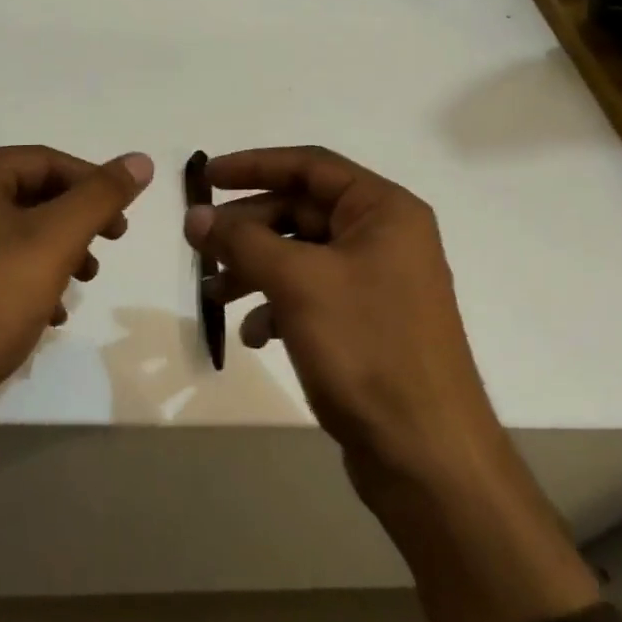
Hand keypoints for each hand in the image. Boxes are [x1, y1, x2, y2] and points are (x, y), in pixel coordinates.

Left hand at [0, 146, 152, 542]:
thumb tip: (141, 159)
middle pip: (32, 195)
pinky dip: (28, 280)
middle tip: (107, 250)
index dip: (95, 187)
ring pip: (17, 232)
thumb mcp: (54, 242)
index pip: (49, 161)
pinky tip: (48, 313)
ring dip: (57, 254)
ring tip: (81, 284)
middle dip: (76, 224)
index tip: (124, 224)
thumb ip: (101, 197)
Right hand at [187, 146, 492, 493]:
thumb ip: (242, 241)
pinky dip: (278, 305)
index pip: (310, 166)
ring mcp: (377, 282)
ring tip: (214, 294)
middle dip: (248, 228)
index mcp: (383, 210)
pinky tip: (253, 335)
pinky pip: (312, 295)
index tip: (207, 176)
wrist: (426, 456)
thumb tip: (195, 215)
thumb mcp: (297, 283)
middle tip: (200, 244)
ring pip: (301, 255)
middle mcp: (384, 237)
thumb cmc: (366, 348)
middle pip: (302, 211)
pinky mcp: (367, 323)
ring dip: (255, 269)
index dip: (255, 165)